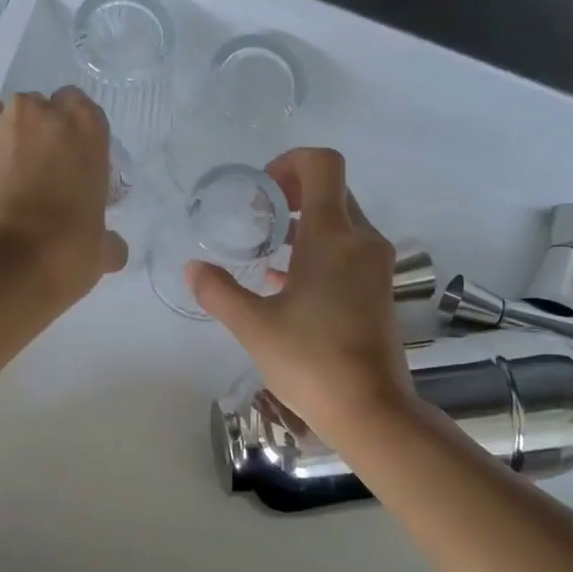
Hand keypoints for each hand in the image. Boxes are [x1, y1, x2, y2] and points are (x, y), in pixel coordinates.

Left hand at [0, 88, 127, 305]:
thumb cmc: (64, 252)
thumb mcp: (100, 251)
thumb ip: (107, 239)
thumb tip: (112, 247)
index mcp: (83, 130)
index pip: (82, 108)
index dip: (76, 134)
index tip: (75, 161)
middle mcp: (37, 116)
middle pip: (39, 108)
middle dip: (39, 133)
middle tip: (42, 171)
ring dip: (2, 136)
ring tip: (5, 173)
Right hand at [187, 148, 415, 437]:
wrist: (370, 409)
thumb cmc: (311, 360)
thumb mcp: (254, 326)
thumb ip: (219, 292)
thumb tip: (193, 269)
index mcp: (333, 236)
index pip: (323, 165)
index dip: (290, 162)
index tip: (261, 191)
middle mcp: (362, 241)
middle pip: (333, 192)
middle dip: (293, 195)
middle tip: (258, 218)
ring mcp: (376, 267)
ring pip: (342, 224)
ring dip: (306, 226)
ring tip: (266, 250)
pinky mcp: (379, 291)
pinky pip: (349, 252)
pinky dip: (320, 253)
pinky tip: (285, 283)